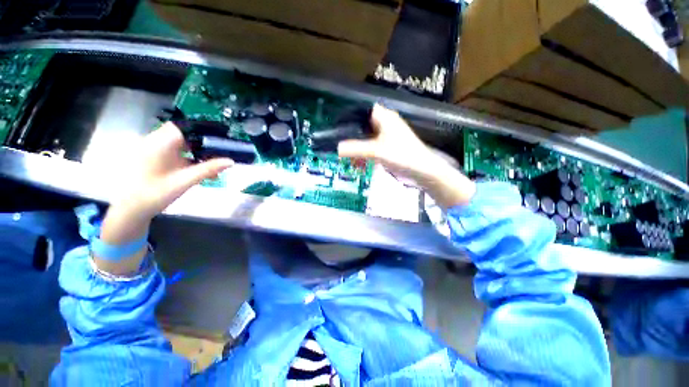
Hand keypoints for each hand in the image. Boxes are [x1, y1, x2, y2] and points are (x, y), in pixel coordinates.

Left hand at [96, 123, 232, 274]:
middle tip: (226, 151)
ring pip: (184, 144)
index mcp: (159, 145)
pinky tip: (204, 169)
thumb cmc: (150, 198)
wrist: (127, 214)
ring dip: (202, 151)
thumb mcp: (183, 183)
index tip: (223, 136)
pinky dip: (194, 158)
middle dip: (207, 141)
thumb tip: (230, 161)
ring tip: (218, 162)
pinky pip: (180, 153)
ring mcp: (155, 152)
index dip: (204, 127)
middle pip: (187, 134)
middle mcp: (155, 143)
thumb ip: (207, 170)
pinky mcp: (157, 161)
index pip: (184, 125)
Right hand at [338, 104, 475, 208]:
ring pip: (366, 137)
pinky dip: (364, 154)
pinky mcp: (388, 147)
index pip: (360, 109)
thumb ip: (354, 149)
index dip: (347, 115)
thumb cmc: (401, 155)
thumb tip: (334, 148)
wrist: (422, 170)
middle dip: (350, 135)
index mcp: (383, 116)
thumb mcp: (376, 152)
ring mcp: (386, 135)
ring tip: (346, 156)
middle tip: (337, 143)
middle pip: (361, 125)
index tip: (335, 125)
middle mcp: (384, 122)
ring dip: (357, 147)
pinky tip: (358, 163)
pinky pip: (371, 147)